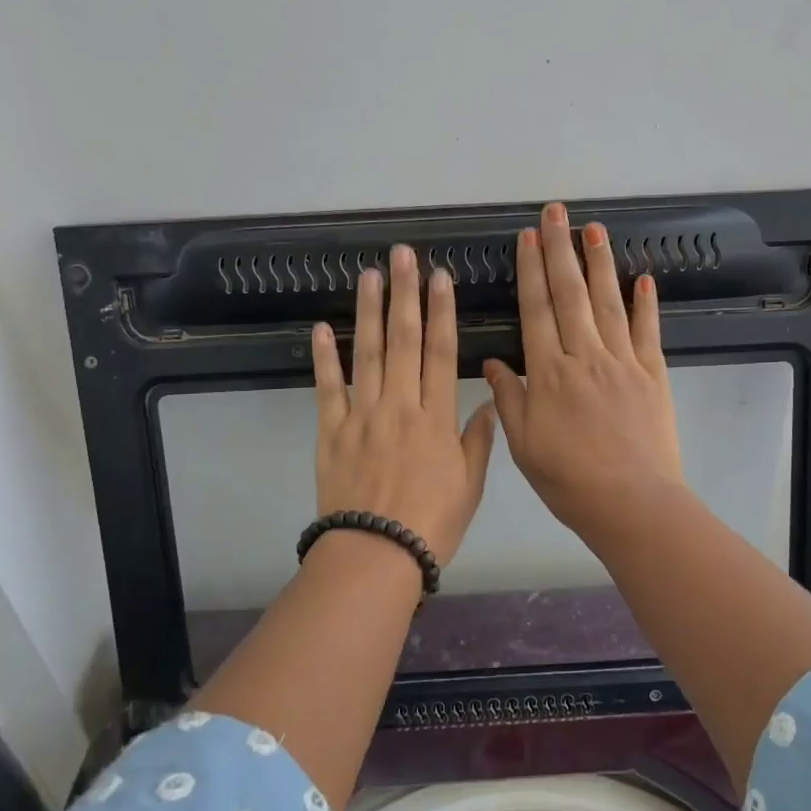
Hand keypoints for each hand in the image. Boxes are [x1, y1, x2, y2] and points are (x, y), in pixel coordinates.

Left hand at [311, 245, 497, 564]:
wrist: (376, 554)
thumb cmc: (432, 523)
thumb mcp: (469, 485)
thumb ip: (477, 441)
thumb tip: (489, 404)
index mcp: (436, 417)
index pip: (442, 352)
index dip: (442, 311)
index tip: (440, 278)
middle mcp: (400, 405)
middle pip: (404, 341)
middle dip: (405, 294)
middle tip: (403, 256)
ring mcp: (362, 415)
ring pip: (366, 353)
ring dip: (368, 312)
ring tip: (369, 275)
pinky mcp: (331, 431)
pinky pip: (327, 388)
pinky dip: (323, 357)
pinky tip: (321, 328)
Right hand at [483, 203, 684, 539]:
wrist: (632, 504)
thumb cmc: (569, 480)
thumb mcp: (524, 445)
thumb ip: (510, 399)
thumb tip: (496, 362)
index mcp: (549, 372)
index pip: (537, 309)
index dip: (531, 270)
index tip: (528, 237)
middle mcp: (585, 356)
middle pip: (570, 294)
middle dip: (561, 249)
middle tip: (557, 212)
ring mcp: (623, 362)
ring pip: (609, 302)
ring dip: (600, 263)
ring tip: (594, 228)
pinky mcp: (653, 375)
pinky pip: (648, 332)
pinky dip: (646, 304)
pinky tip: (643, 278)